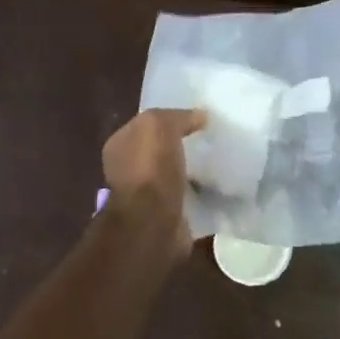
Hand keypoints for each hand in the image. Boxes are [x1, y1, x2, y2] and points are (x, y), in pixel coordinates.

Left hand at [102, 108, 206, 253]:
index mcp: (119, 146)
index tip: (198, 120)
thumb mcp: (159, 125)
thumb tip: (200, 117)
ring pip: (174, 176)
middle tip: (211, 141)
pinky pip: (186, 199)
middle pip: (160, 151)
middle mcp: (128, 170)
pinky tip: (218, 188)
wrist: (153, 222)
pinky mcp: (165, 217)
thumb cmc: (150, 169)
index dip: (170, 120)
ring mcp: (145, 197)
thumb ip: (177, 116)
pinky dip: (200, 195)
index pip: (146, 125)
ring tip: (219, 164)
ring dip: (193, 172)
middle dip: (182, 147)